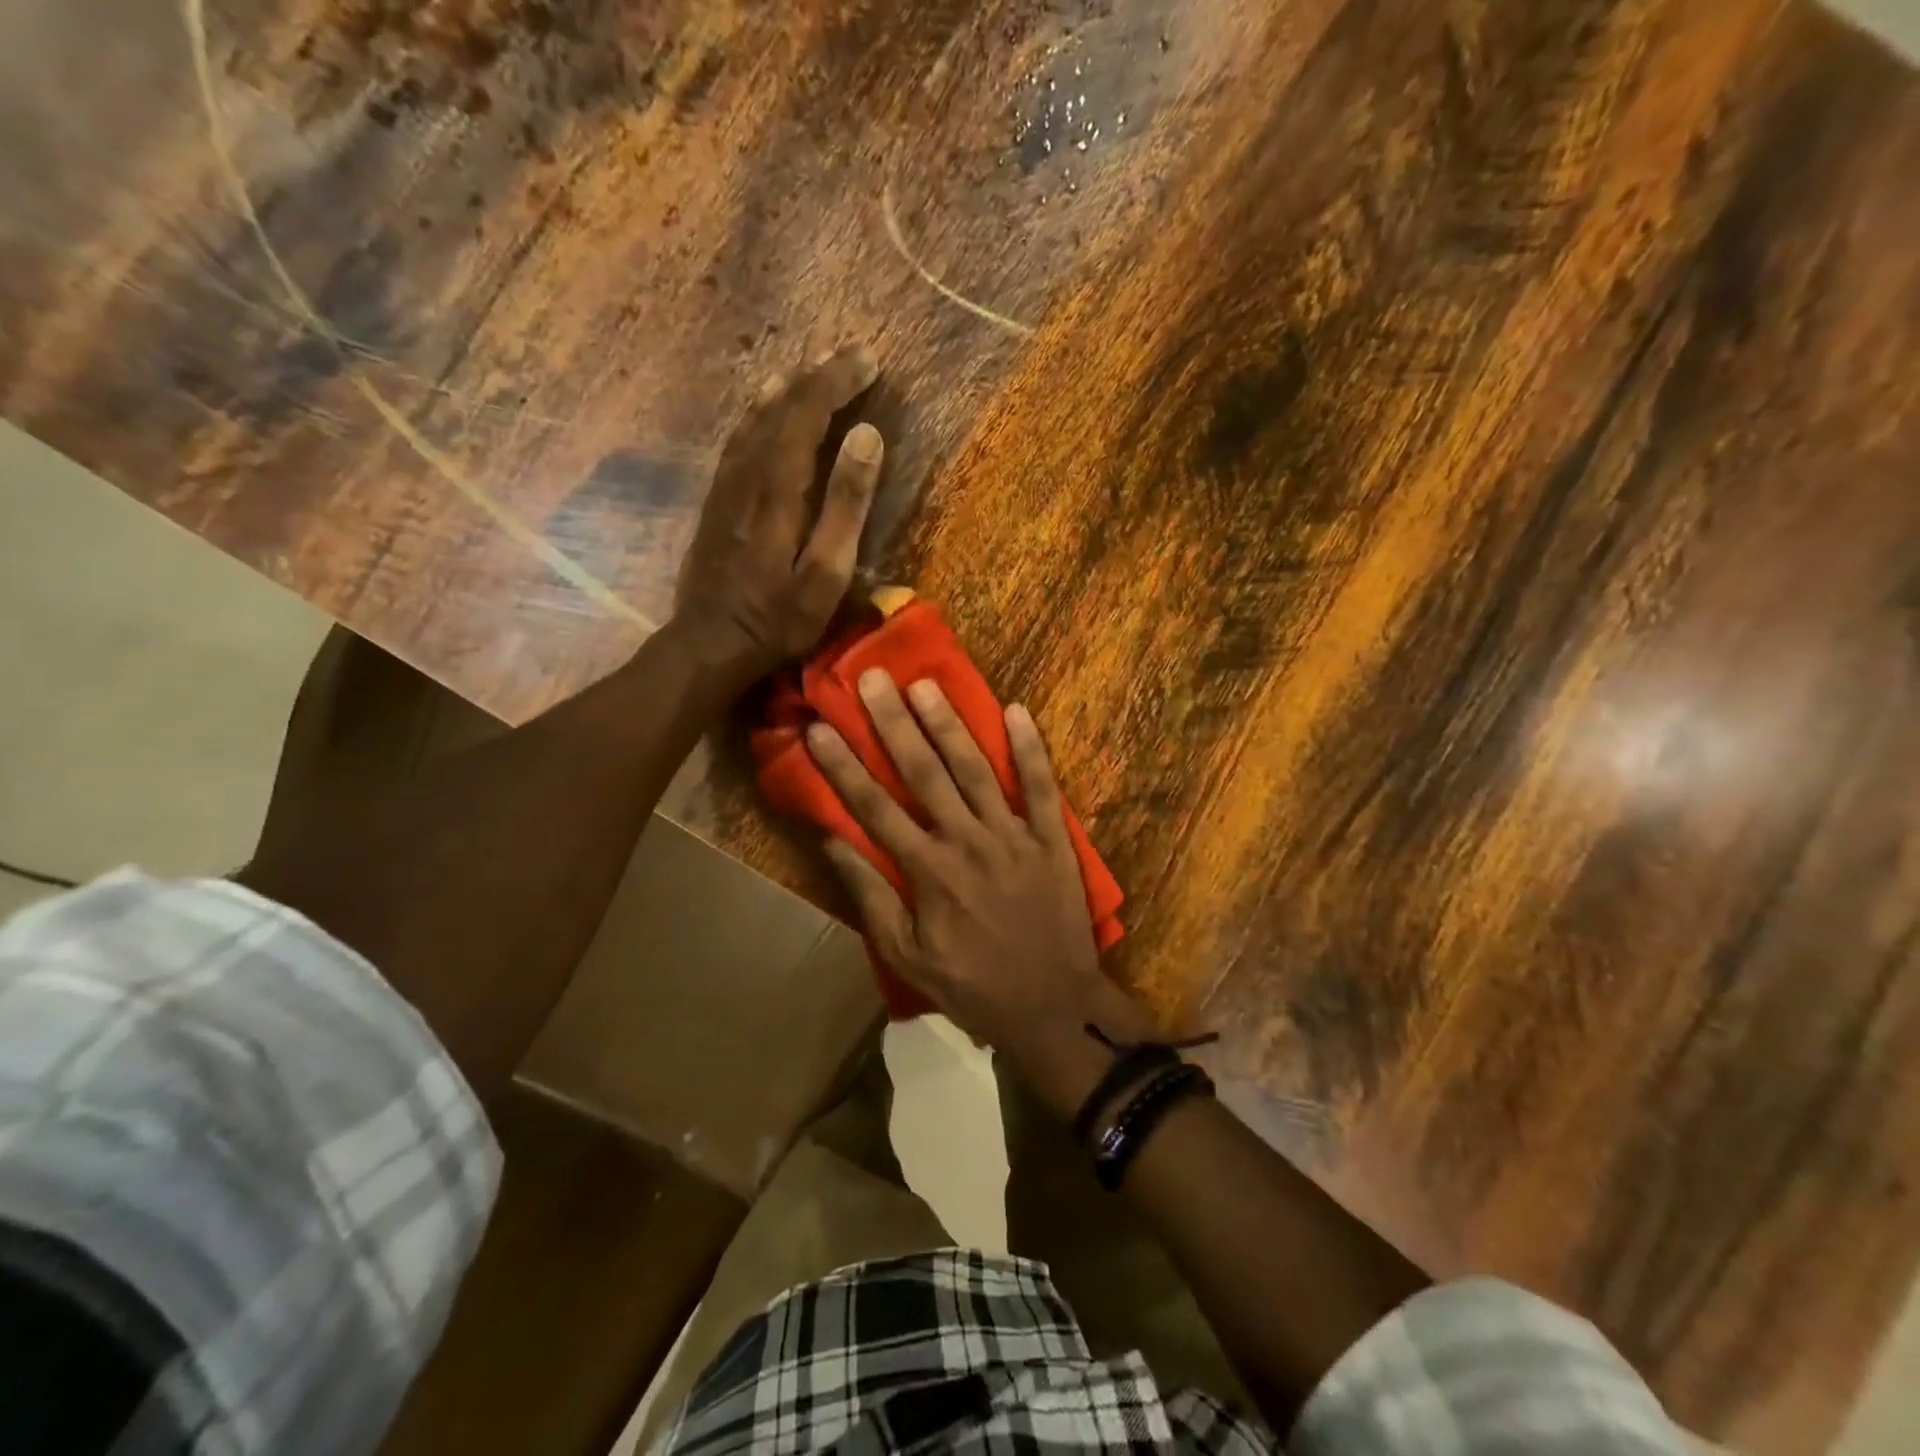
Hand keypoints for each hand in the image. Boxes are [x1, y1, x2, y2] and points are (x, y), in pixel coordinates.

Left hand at [674, 345, 884, 676]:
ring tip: (810, 370)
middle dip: (816, 377)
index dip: (837, 381)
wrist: (709, 645)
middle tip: (849, 356)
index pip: (807, 413)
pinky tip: (764, 413)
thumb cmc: (778, 619)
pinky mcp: (716, 503)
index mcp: (778, 488)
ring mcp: (725, 487)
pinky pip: (738, 441)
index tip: (869, 360)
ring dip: (784, 389)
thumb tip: (867, 436)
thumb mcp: (826, 572)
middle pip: (779, 408)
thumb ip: (846, 505)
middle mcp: (747, 475)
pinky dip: (758, 414)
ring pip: (753, 419)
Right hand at [807, 670, 1153, 1081]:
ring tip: (925, 684)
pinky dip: (1031, 749)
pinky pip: (1042, 787)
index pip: (875, 807)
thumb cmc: (972, 986)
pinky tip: (1016, 710)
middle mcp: (968, 841)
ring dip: (950, 724)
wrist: (1053, 1007)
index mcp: (928, 871)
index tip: (819, 727)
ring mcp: (1014, 835)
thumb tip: (834, 844)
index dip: (843, 766)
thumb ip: (871, 898)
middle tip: (872, 678)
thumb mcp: (907, 956)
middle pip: (924, 772)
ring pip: (977, 769)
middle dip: (893, 723)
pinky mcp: (1052, 838)